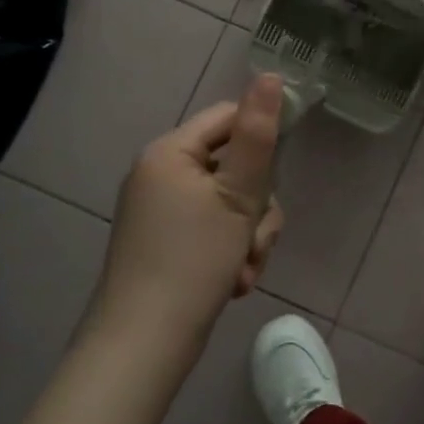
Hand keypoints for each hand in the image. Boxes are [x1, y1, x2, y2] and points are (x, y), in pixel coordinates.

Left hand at [96, 73, 285, 335]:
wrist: (143, 347)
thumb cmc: (193, 261)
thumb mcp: (237, 195)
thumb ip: (257, 136)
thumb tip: (269, 76)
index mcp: (170, 152)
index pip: (228, 117)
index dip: (262, 138)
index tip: (280, 172)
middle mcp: (161, 174)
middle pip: (235, 165)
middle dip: (255, 206)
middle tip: (254, 238)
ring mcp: (162, 211)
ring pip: (230, 203)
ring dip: (248, 236)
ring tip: (243, 269)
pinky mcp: (167, 243)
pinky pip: (213, 230)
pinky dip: (230, 253)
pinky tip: (232, 282)